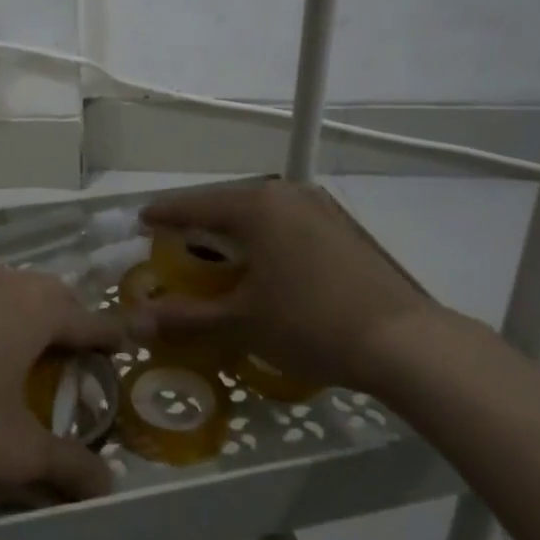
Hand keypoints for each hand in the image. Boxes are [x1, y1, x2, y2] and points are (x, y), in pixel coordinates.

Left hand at [0, 265, 120, 503]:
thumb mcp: (17, 453)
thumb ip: (67, 467)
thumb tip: (109, 488)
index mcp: (33, 307)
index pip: (87, 317)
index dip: (110, 334)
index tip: (128, 343)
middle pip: (49, 294)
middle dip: (69, 318)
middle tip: (80, 351)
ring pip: (8, 290)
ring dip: (27, 313)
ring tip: (32, 349)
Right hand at [136, 182, 465, 390]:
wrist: (403, 343)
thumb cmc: (310, 324)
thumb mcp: (241, 321)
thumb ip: (186, 316)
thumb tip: (136, 321)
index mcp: (256, 207)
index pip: (195, 204)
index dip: (164, 215)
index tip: (140, 221)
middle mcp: (286, 196)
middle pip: (228, 205)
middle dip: (199, 226)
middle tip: (175, 249)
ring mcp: (319, 209)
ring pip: (260, 215)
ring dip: (234, 235)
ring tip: (215, 261)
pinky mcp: (341, 229)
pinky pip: (286, 226)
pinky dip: (264, 242)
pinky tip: (263, 269)